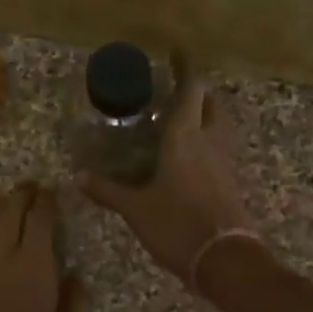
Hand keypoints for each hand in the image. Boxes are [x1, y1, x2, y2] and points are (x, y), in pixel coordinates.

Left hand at [0, 183, 87, 311]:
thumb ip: (75, 301)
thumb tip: (74, 274)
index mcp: (35, 265)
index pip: (41, 219)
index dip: (47, 201)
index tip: (52, 191)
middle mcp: (0, 257)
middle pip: (9, 213)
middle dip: (21, 196)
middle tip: (30, 188)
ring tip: (5, 205)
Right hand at [79, 55, 256, 287]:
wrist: (225, 260)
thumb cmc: (178, 224)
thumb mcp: (136, 209)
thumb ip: (109, 191)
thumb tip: (80, 178)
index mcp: (186, 137)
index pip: (191, 89)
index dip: (185, 67)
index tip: (177, 51)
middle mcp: (210, 141)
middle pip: (212, 104)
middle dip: (198, 92)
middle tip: (177, 92)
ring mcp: (226, 162)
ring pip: (220, 126)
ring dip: (206, 116)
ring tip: (183, 122)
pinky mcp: (232, 182)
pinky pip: (221, 150)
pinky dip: (208, 143)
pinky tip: (192, 157)